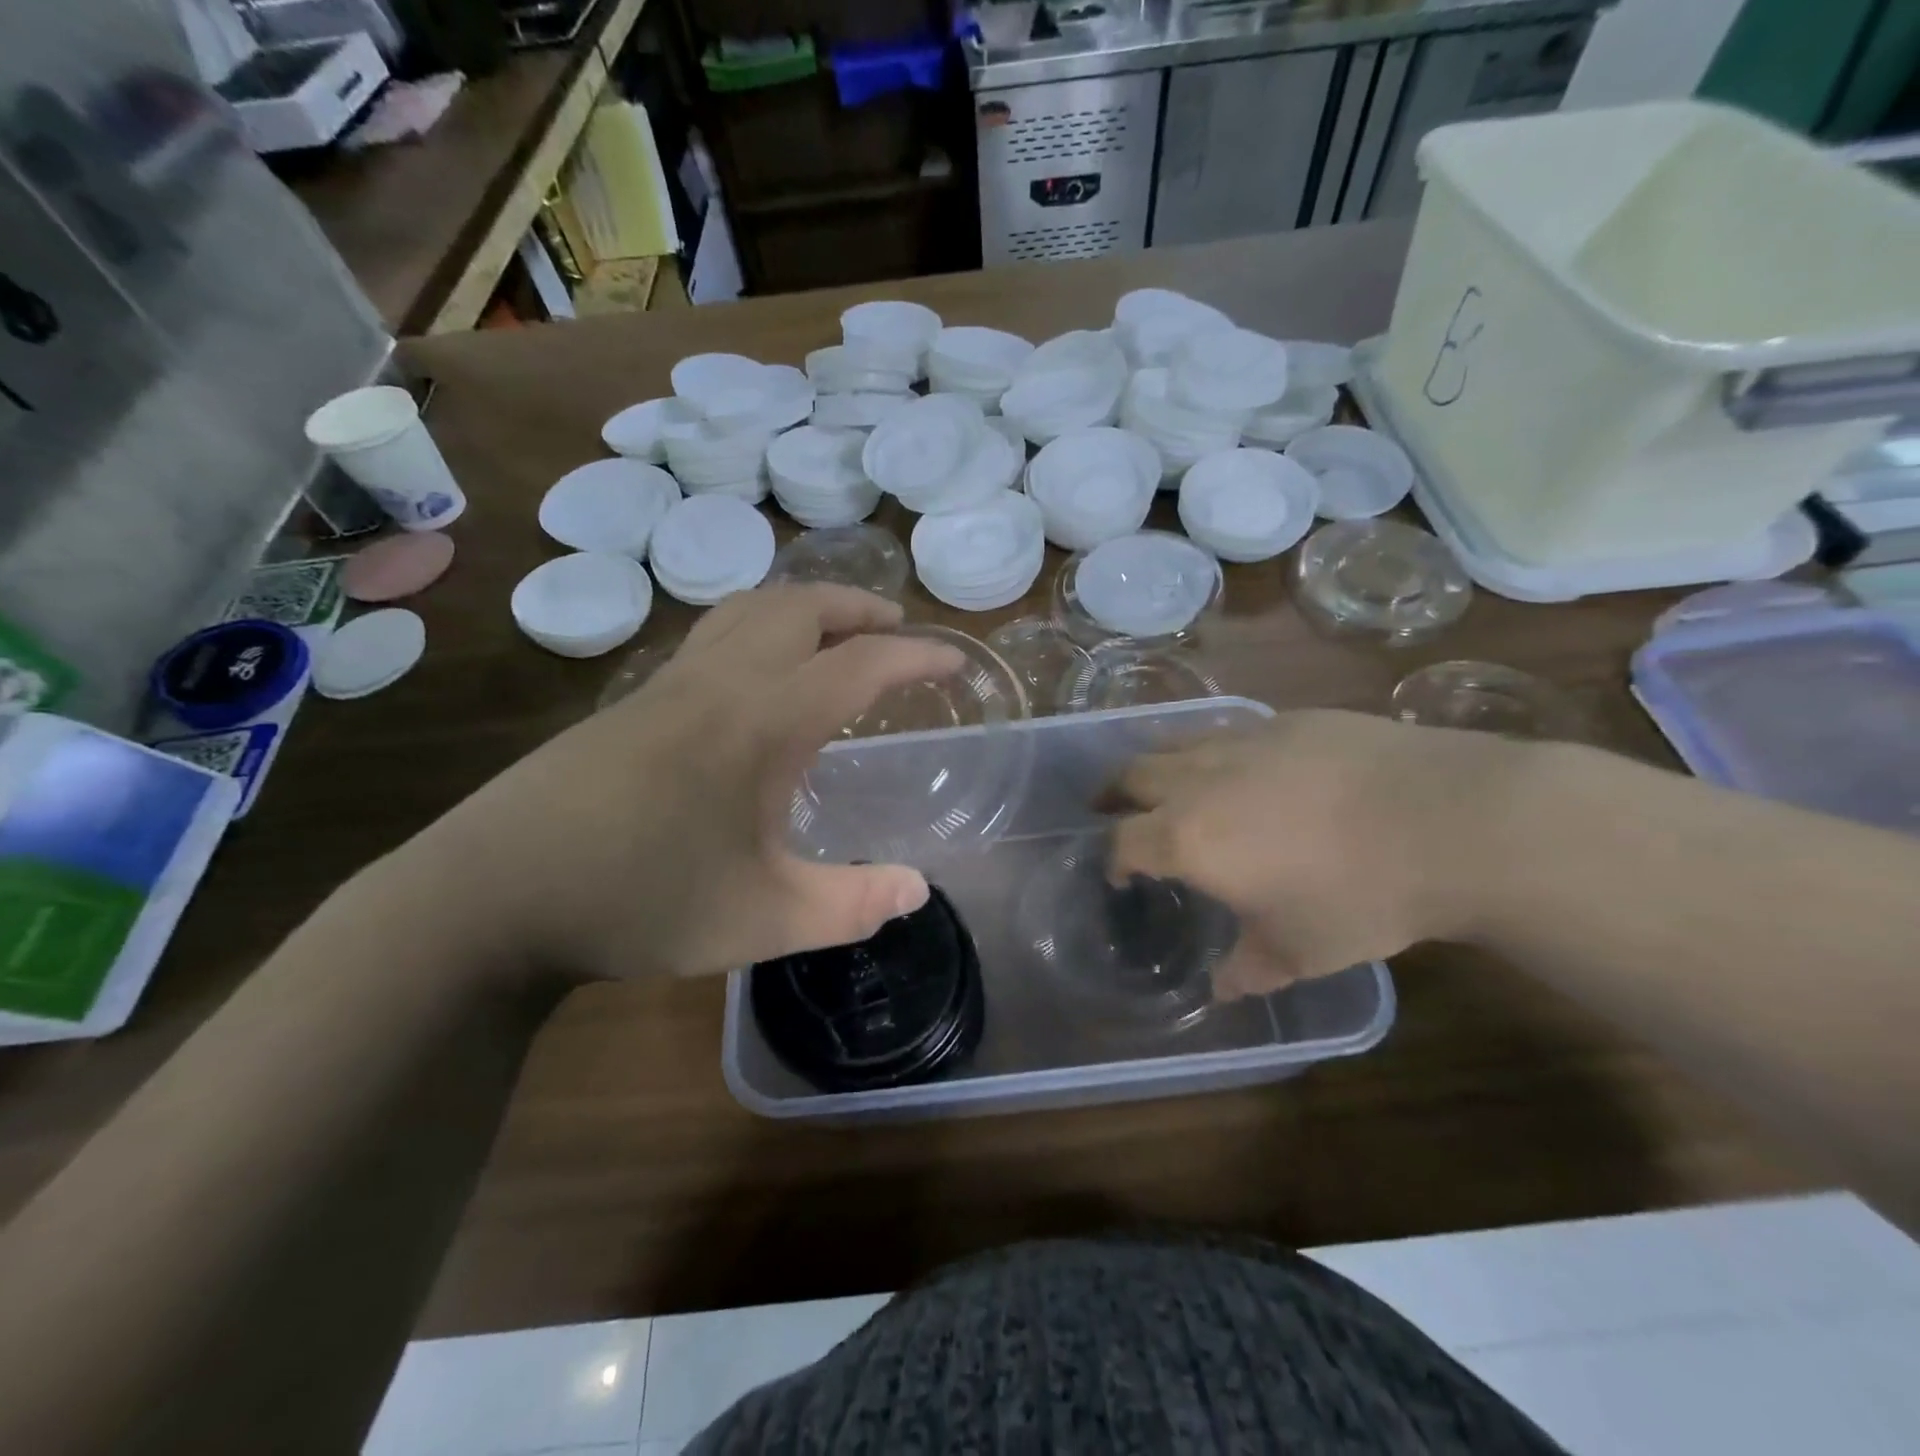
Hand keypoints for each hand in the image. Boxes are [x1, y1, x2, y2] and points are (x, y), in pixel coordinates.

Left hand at [411, 584, 963, 981]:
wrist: (491, 897)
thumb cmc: (639, 902)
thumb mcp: (763, 920)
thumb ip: (851, 904)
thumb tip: (918, 890)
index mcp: (763, 721)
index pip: (860, 665)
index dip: (917, 656)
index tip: (954, 659)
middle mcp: (720, 682)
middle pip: (801, 608)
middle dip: (859, 609)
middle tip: (897, 631)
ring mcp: (667, 685)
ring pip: (748, 610)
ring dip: (805, 608)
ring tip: (835, 636)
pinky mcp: (632, 702)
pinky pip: (713, 636)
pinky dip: (759, 629)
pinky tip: (758, 679)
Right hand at [1106, 710, 1528, 997]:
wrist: (1448, 819)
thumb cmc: (1359, 896)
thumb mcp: (1298, 952)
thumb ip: (1247, 971)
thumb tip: (1221, 989)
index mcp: (1187, 838)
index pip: (1122, 841)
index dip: (1113, 859)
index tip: (1122, 874)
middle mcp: (1199, 780)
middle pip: (1132, 775)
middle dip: (1116, 795)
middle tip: (1118, 812)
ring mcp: (1242, 741)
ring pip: (1175, 743)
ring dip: (1160, 766)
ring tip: (1172, 785)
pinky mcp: (1285, 720)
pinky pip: (1229, 730)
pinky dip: (1215, 749)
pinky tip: (1247, 768)